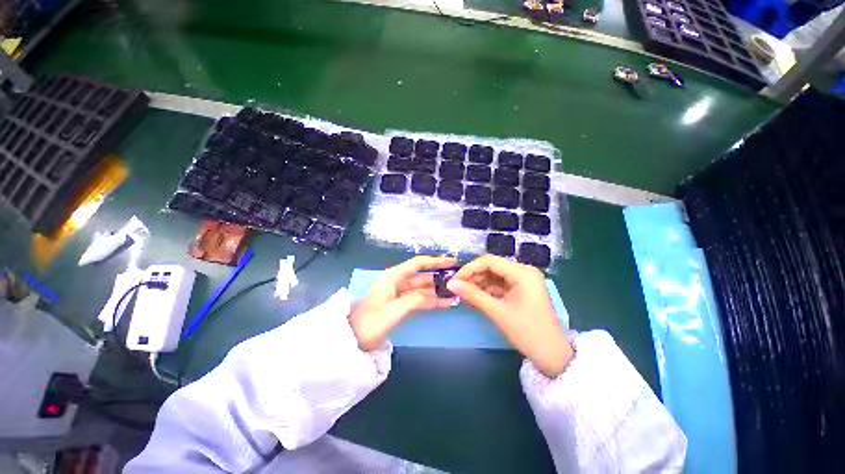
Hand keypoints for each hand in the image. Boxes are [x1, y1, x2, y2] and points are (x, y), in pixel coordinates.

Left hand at [349, 256, 457, 350]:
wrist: (352, 340)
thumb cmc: (371, 322)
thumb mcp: (395, 309)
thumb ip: (417, 300)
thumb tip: (438, 296)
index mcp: (394, 276)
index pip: (418, 263)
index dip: (436, 261)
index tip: (452, 262)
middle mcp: (398, 281)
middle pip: (423, 276)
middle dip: (440, 277)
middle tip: (459, 280)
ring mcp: (399, 294)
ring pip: (422, 289)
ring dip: (438, 291)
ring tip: (456, 293)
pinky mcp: (400, 305)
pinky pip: (419, 299)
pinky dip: (431, 301)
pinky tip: (445, 304)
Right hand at [446, 255, 572, 377]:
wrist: (553, 357)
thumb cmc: (528, 333)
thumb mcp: (498, 312)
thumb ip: (473, 295)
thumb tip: (450, 284)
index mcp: (522, 273)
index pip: (489, 261)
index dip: (469, 269)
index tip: (454, 281)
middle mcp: (523, 272)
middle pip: (491, 267)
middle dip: (473, 277)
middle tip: (457, 289)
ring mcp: (523, 281)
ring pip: (494, 276)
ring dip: (478, 284)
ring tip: (464, 296)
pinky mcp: (521, 291)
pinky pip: (499, 285)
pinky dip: (487, 291)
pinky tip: (475, 299)